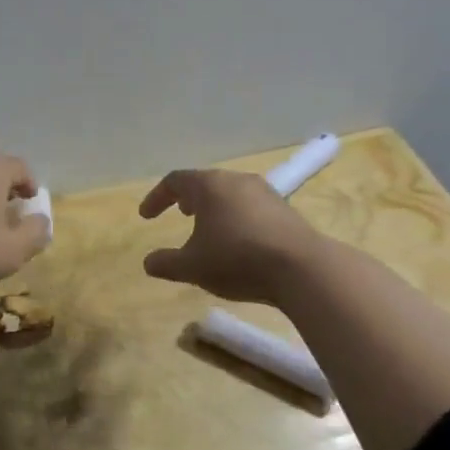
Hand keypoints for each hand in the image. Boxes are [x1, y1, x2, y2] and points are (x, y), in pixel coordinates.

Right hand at [138, 168, 325, 304]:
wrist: (303, 268)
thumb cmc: (237, 259)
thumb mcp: (192, 267)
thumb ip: (166, 263)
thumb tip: (148, 262)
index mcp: (209, 185)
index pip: (175, 181)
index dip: (157, 197)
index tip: (146, 216)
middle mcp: (236, 180)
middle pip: (205, 182)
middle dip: (189, 198)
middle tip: (180, 213)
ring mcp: (265, 192)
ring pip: (231, 193)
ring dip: (215, 208)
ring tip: (209, 228)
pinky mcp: (286, 210)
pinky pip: (252, 207)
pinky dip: (237, 217)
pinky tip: (239, 241)